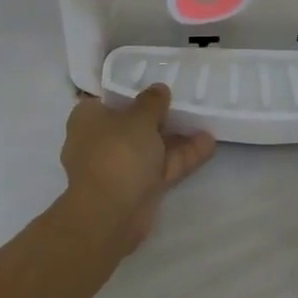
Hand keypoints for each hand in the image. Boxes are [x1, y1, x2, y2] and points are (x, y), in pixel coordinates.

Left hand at [61, 85, 216, 253]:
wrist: (110, 216)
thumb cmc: (117, 154)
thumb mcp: (139, 119)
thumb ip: (152, 102)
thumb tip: (158, 88)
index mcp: (89, 118)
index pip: (110, 97)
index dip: (133, 89)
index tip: (156, 81)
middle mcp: (101, 140)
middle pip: (133, 122)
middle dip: (160, 114)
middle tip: (186, 98)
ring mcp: (120, 166)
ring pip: (151, 145)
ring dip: (176, 136)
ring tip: (204, 118)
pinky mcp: (138, 187)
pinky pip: (161, 166)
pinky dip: (182, 156)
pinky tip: (208, 143)